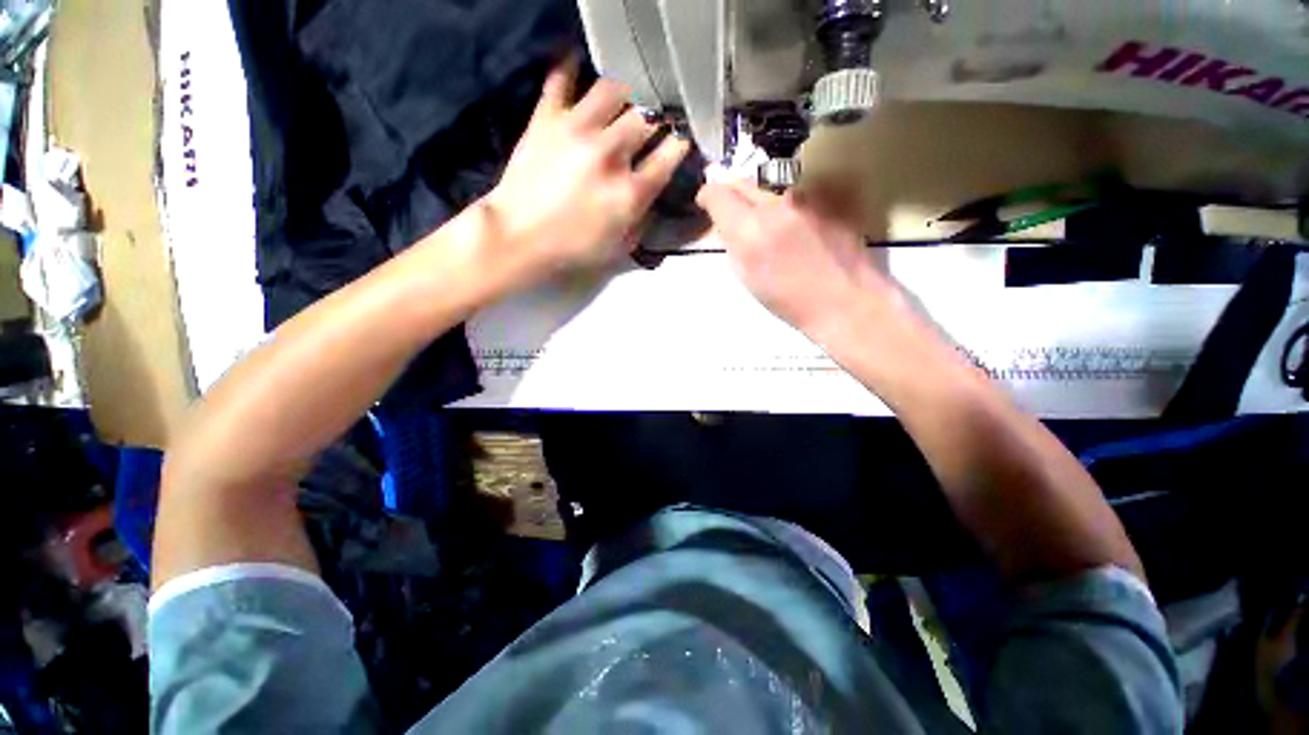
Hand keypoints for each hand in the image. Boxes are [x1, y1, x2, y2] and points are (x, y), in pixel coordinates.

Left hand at [479, 59, 688, 289]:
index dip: (681, 142)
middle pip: (648, 115)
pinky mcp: (546, 119)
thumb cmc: (572, 250)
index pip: (670, 153)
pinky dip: (572, 68)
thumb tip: (652, 193)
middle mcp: (609, 154)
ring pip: (614, 88)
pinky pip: (562, 79)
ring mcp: (577, 131)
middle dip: (659, 115)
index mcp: (630, 192)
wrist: (518, 238)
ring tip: (625, 98)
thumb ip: (643, 218)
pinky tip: (580, 66)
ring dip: (626, 91)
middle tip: (656, 118)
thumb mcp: (619, 247)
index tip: (681, 139)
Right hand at [696, 181, 898, 339]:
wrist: (845, 300)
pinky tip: (798, 224)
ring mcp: (806, 195)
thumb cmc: (790, 301)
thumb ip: (733, 243)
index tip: (707, 202)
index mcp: (751, 231)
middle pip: (744, 181)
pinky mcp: (828, 194)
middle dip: (734, 195)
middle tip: (735, 212)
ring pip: (770, 184)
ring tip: (771, 222)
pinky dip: (788, 202)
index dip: (708, 195)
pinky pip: (796, 189)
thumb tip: (725, 223)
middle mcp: (777, 203)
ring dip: (763, 199)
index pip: (718, 194)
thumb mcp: (748, 278)